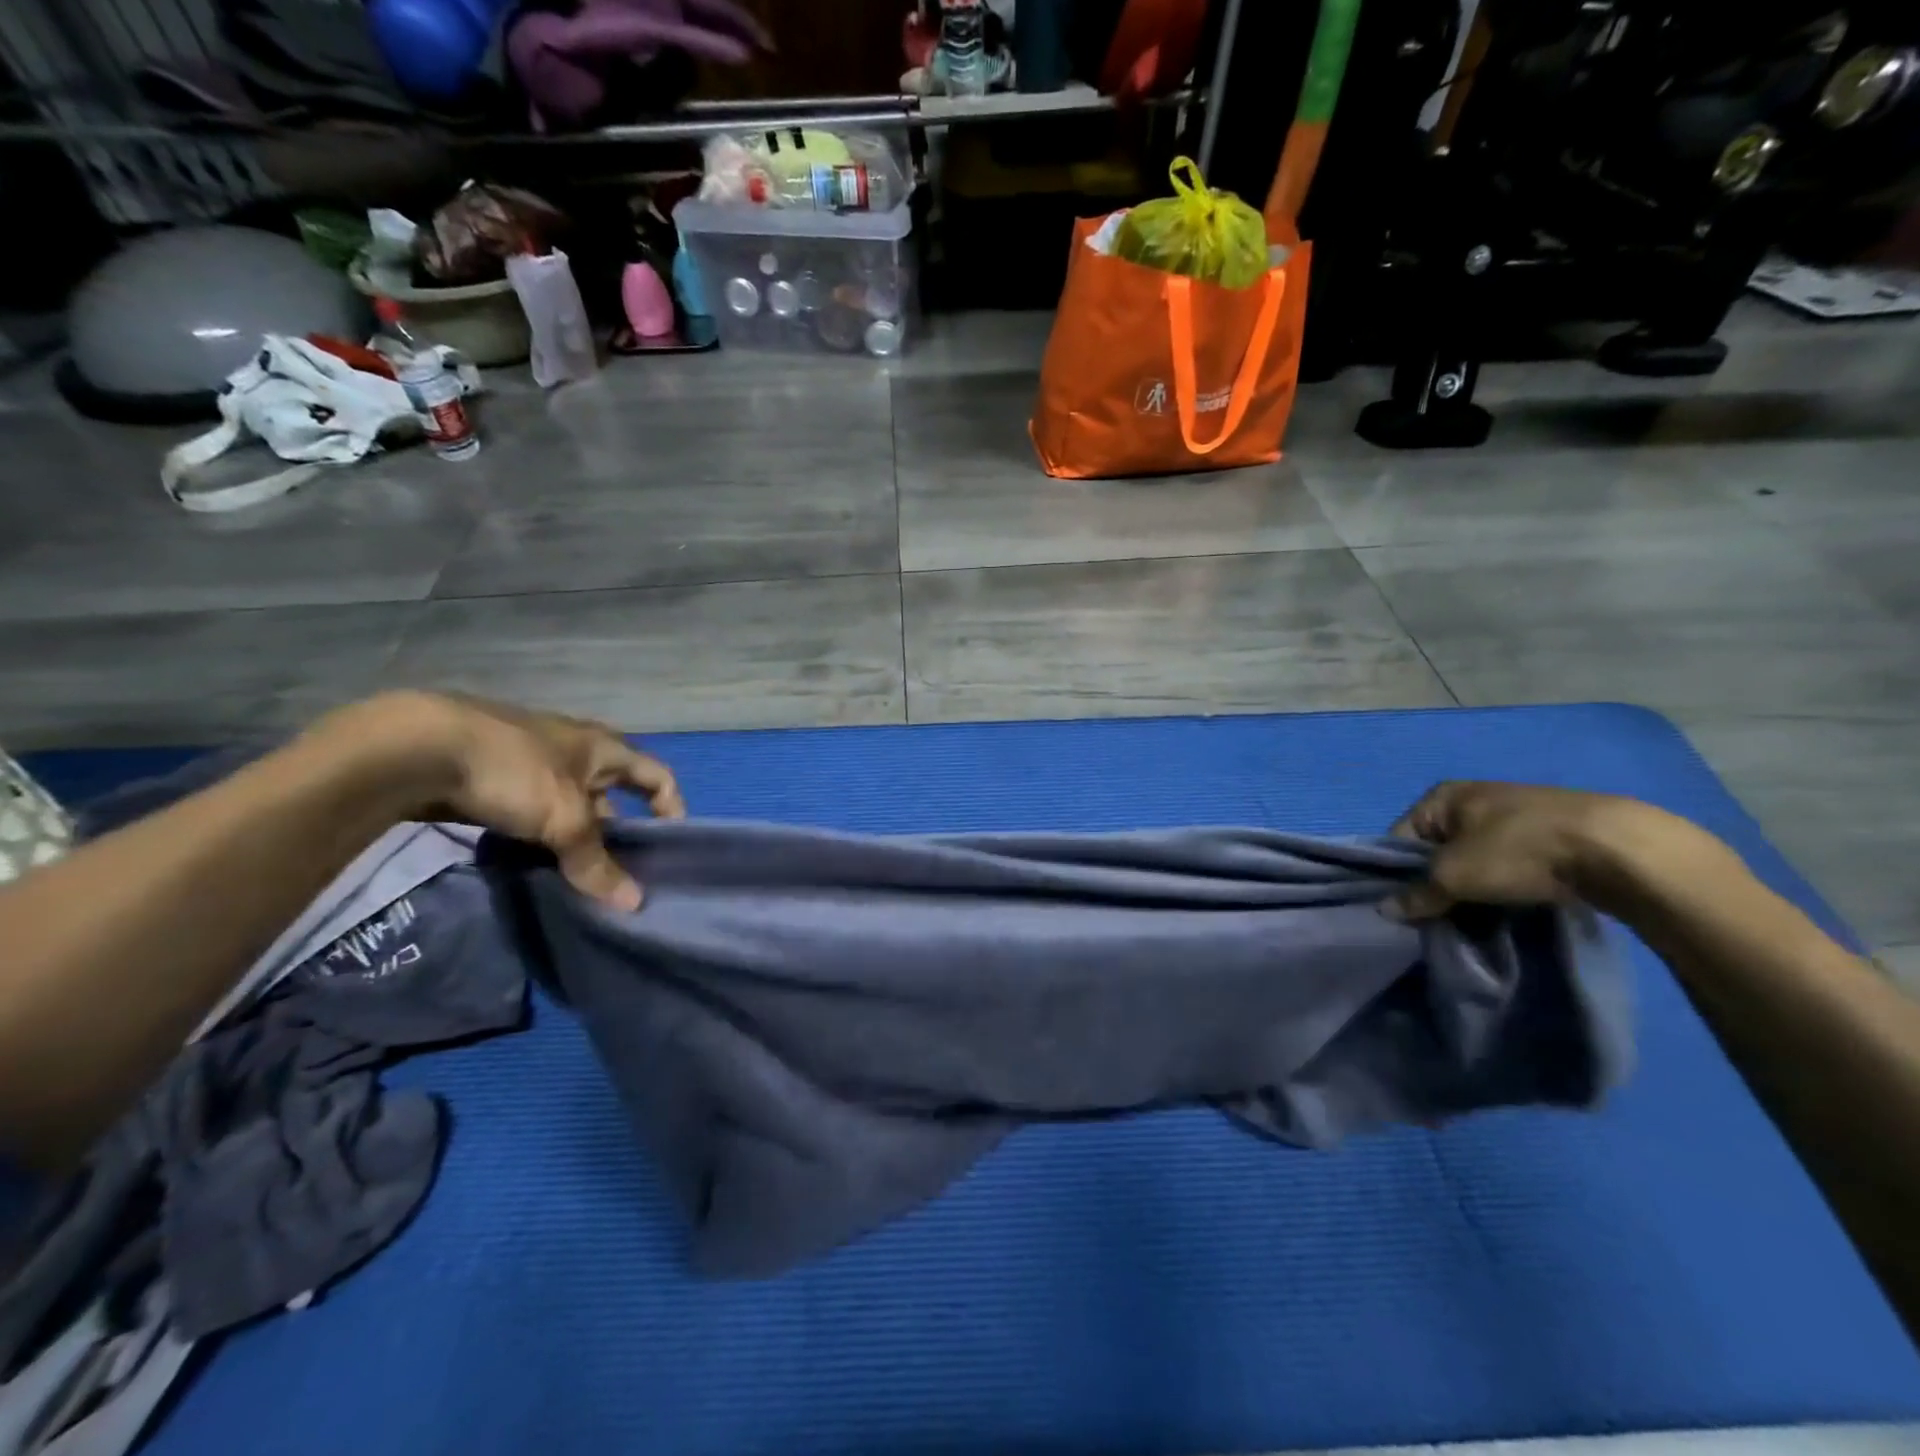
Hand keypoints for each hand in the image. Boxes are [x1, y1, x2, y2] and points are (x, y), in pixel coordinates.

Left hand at [350, 692, 683, 910]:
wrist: (418, 746)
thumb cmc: (515, 771)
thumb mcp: (565, 820)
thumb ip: (597, 863)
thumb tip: (634, 904)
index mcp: (605, 748)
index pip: (658, 775)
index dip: (672, 808)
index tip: (669, 847)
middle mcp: (576, 750)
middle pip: (614, 794)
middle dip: (619, 831)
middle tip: (619, 872)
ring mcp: (533, 762)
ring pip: (570, 805)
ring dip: (577, 837)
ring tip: (575, 875)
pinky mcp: (495, 776)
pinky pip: (534, 811)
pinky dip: (540, 835)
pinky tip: (530, 861)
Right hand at [1386, 781, 1646, 920]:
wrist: (1618, 849)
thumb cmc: (1517, 851)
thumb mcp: (1455, 875)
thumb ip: (1417, 893)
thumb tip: (1385, 910)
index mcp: (1441, 797)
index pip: (1399, 840)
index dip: (1398, 876)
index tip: (1409, 908)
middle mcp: (1472, 799)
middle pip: (1436, 851)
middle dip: (1437, 885)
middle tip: (1442, 917)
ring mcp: (1514, 815)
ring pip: (1474, 860)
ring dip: (1472, 888)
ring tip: (1479, 916)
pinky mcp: (1550, 834)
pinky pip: (1509, 864)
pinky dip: (1505, 885)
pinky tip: (1513, 905)